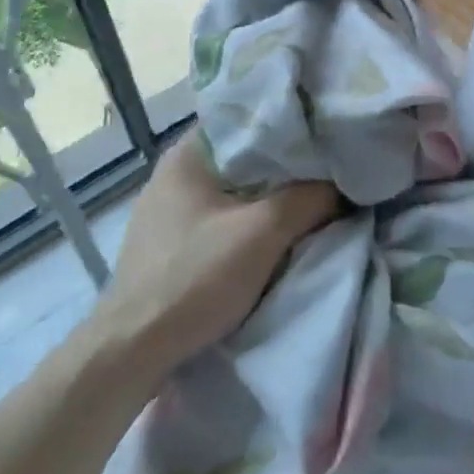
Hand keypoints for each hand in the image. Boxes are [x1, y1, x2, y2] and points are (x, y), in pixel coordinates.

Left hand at [90, 131, 338, 381]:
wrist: (130, 355)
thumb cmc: (194, 278)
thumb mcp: (263, 233)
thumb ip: (309, 198)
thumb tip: (343, 185)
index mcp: (188, 152)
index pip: (248, 118)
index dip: (290, 124)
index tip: (326, 131)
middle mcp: (175, 173)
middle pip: (244, 156)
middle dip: (285, 165)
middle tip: (328, 167)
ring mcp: (169, 211)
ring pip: (234, 190)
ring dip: (268, 197)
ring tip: (310, 197)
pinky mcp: (169, 245)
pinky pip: (221, 218)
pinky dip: (248, 221)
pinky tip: (274, 233)